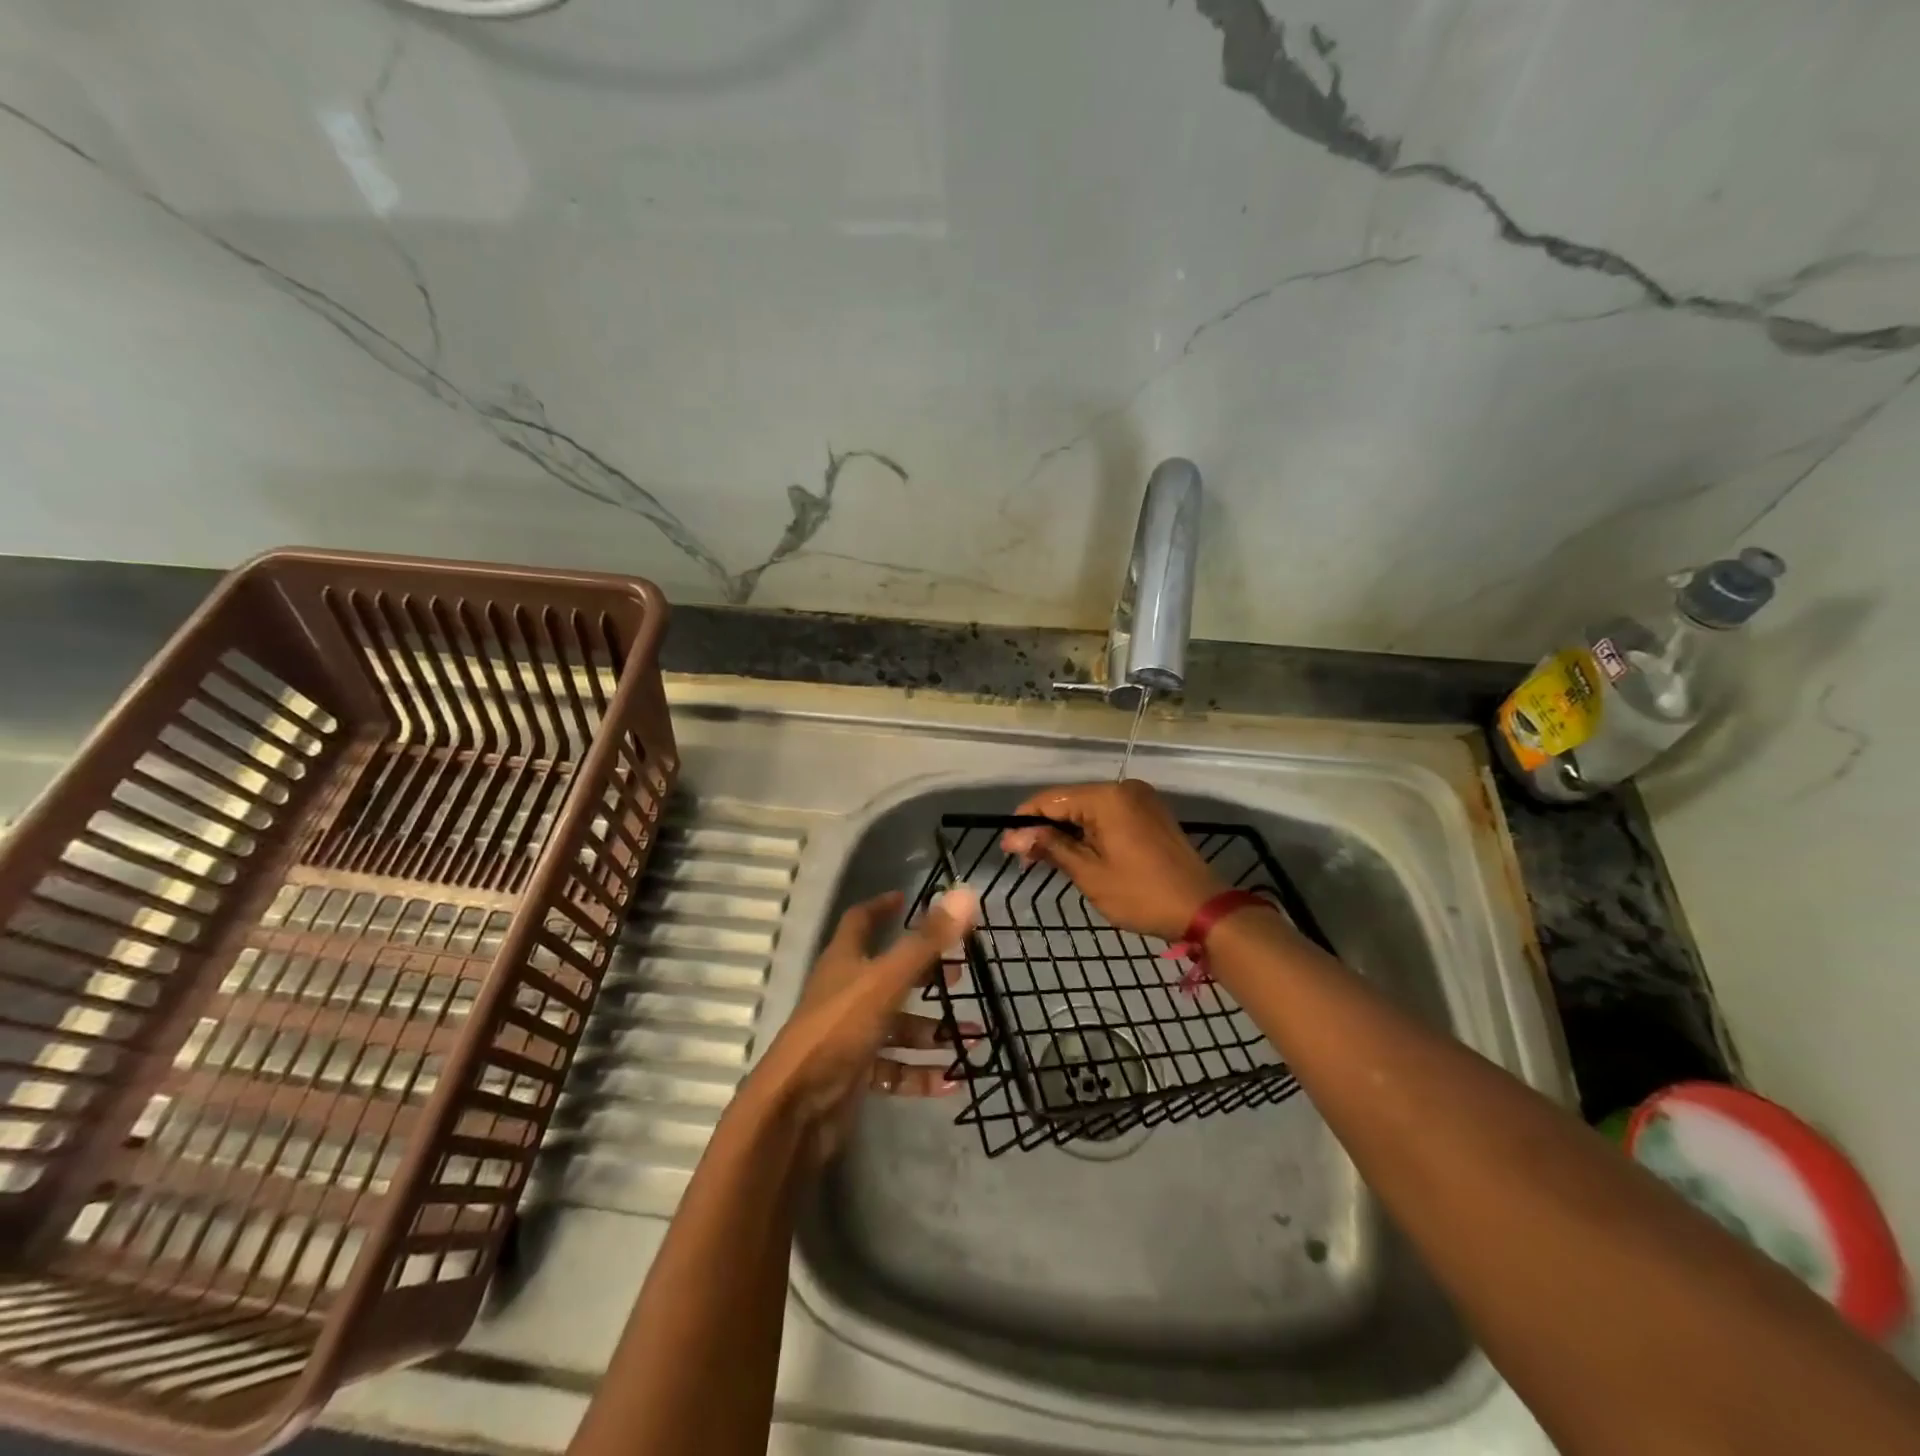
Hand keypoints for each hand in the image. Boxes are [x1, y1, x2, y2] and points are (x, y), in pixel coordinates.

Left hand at [748, 886, 981, 1162]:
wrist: (794, 1110)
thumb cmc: (837, 1031)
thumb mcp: (885, 982)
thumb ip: (925, 942)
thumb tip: (964, 893)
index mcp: (844, 961)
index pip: (861, 920)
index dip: (882, 907)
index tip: (908, 899)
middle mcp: (845, 992)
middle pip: (889, 974)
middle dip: (926, 973)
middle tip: (961, 974)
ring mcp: (850, 1034)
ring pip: (898, 1026)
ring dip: (933, 1031)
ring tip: (974, 1036)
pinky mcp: (855, 1073)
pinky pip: (895, 1068)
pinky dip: (921, 1072)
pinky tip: (953, 1080)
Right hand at [1000, 780, 1224, 940]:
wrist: (1203, 909)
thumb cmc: (1141, 894)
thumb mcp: (1090, 873)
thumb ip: (1051, 847)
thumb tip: (1013, 836)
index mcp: (1107, 797)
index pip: (1051, 799)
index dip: (1025, 820)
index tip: (1006, 846)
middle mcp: (1124, 788)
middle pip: (1070, 801)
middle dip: (1046, 827)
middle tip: (1025, 859)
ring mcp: (1141, 799)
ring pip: (1090, 808)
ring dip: (1068, 831)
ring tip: (1047, 859)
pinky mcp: (1151, 813)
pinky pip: (1110, 814)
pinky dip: (1091, 831)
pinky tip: (1079, 852)